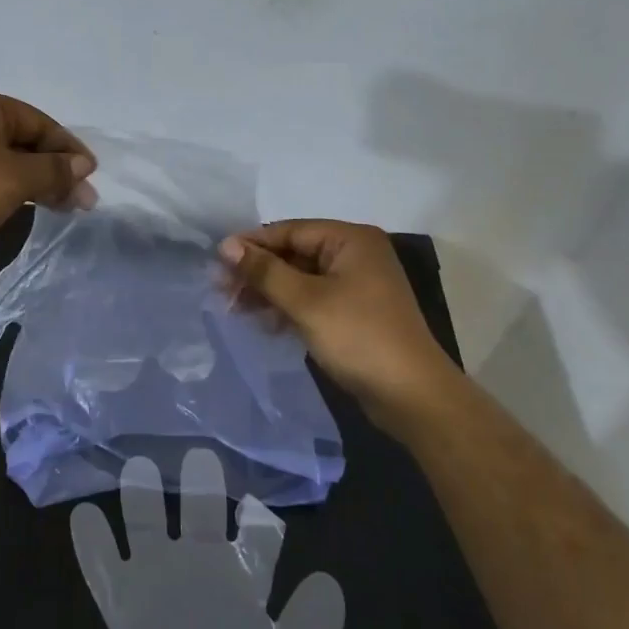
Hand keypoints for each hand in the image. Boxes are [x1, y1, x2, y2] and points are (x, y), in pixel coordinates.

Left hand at [0, 90, 96, 270]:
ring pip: (8, 162)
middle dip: (56, 171)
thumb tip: (83, 166)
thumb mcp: (16, 178)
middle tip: (83, 201)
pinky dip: (12, 190)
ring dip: (37, 183)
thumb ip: (54, 170)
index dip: (69, 150)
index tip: (90, 176)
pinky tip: (28, 208)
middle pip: (25, 142)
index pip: (40, 123)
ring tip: (63, 208)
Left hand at [70, 449, 343, 628]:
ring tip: (137, 467)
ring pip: (148, 521)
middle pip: (205, 514)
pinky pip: (100, 562)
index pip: (259, 546)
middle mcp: (201, 566)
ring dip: (143, 494)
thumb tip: (329, 583)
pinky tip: (80, 516)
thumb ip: (313, 626)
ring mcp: (156, 576)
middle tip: (201, 459)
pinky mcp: (121, 597)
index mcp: (243, 585)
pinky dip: (90, 540)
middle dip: (203, 487)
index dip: (262, 530)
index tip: (263, 512)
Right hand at [219, 220, 455, 438]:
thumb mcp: (306, 301)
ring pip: (301, 279)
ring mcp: (357, 285)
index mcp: (350, 240)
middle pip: (294, 254)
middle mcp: (355, 255)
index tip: (217, 261)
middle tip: (221, 290)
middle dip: (258, 272)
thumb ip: (265, 271)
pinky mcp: (355, 313)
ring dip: (269, 292)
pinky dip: (288, 308)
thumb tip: (226, 245)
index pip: (290, 231)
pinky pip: (312, 300)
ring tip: (235, 309)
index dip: (252, 244)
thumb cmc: (359, 337)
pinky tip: (265, 324)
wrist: (412, 396)